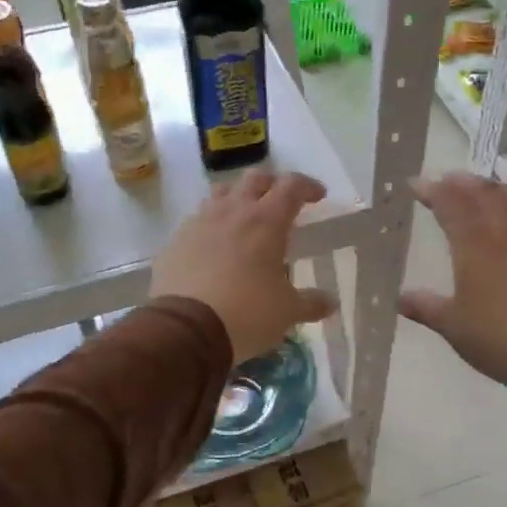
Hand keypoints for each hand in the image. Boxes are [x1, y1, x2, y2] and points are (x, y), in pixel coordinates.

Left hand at [150, 171, 336, 361]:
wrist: (186, 328)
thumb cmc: (247, 312)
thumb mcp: (287, 312)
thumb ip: (311, 303)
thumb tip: (330, 302)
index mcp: (266, 221)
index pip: (291, 186)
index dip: (307, 186)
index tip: (318, 196)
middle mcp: (233, 211)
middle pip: (254, 178)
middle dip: (272, 183)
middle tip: (281, 201)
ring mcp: (200, 222)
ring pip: (221, 192)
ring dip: (237, 197)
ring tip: (245, 217)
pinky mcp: (176, 240)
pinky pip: (197, 219)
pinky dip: (211, 223)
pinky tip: (214, 244)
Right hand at [400, 172, 506, 406]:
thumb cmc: (500, 339)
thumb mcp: (453, 327)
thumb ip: (425, 307)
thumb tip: (399, 298)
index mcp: (475, 244)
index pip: (450, 203)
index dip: (431, 190)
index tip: (415, 184)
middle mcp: (506, 231)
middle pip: (484, 191)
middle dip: (462, 182)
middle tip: (447, 181)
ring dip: (497, 188)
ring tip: (486, 193)